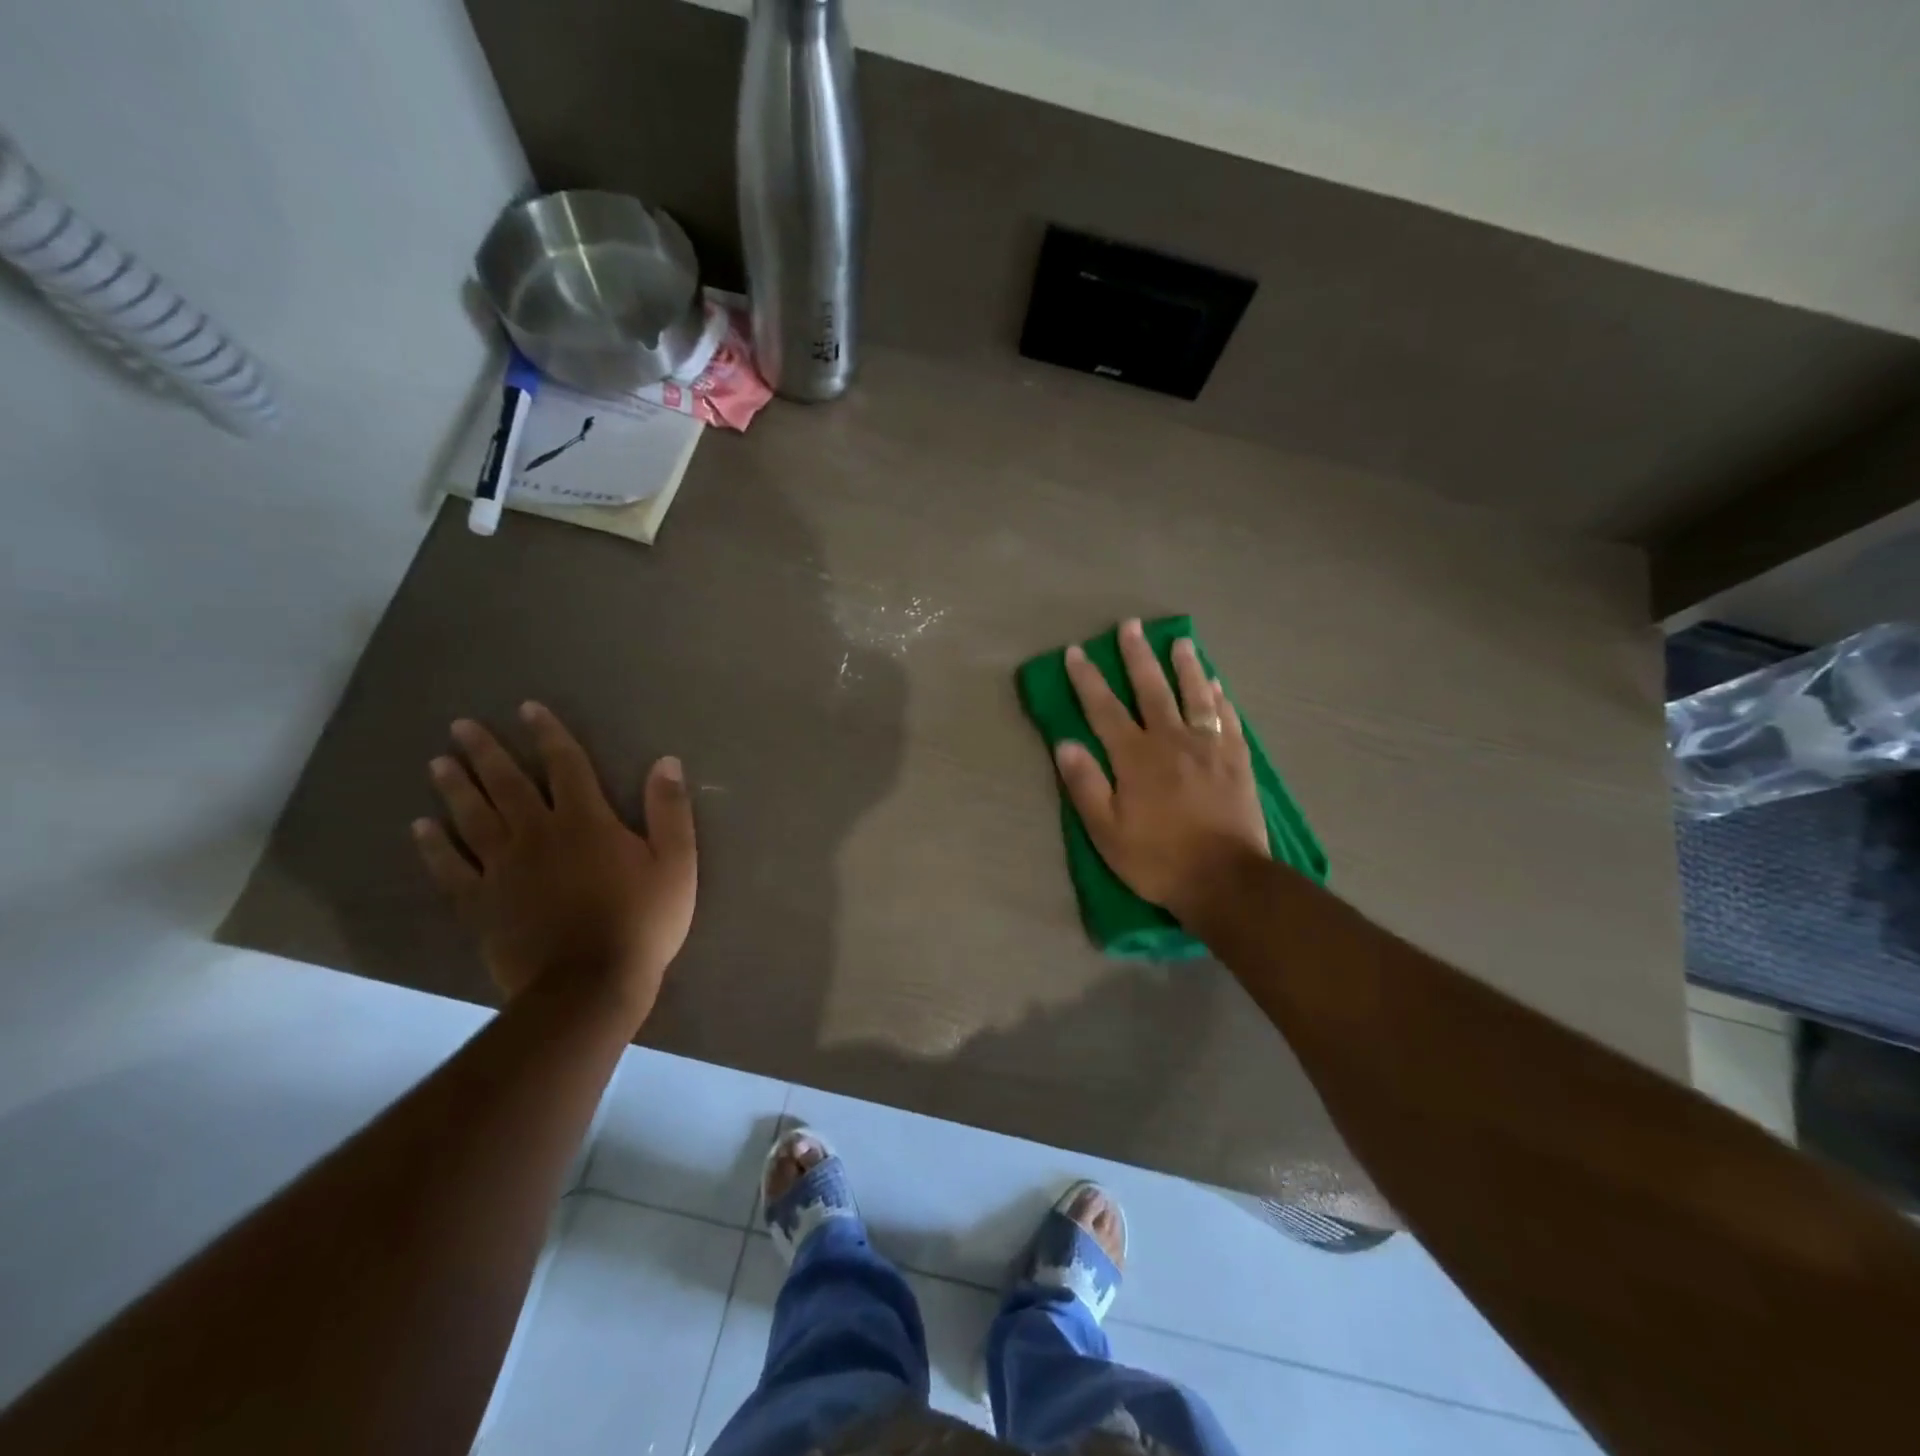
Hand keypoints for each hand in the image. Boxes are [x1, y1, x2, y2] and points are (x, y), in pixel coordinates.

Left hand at [413, 702, 696, 1024]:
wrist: (590, 985)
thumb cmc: (642, 922)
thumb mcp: (677, 863)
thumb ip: (670, 811)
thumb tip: (666, 761)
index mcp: (586, 822)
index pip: (565, 766)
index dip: (548, 735)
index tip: (528, 709)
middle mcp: (538, 835)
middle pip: (507, 785)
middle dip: (486, 752)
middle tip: (461, 726)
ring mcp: (503, 870)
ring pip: (473, 819)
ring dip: (455, 788)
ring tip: (438, 763)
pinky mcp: (482, 904)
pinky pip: (451, 869)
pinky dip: (434, 847)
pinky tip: (420, 828)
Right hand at [1056, 618, 1269, 921]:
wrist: (1225, 879)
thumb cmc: (1157, 859)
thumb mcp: (1107, 831)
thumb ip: (1085, 785)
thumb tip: (1065, 744)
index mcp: (1136, 756)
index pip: (1104, 708)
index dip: (1088, 679)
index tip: (1076, 652)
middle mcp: (1172, 740)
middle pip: (1151, 689)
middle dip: (1137, 656)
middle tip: (1131, 626)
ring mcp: (1209, 747)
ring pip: (1196, 695)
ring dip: (1186, 666)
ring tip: (1181, 641)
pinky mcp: (1237, 760)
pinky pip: (1227, 719)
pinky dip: (1220, 698)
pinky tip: (1218, 685)